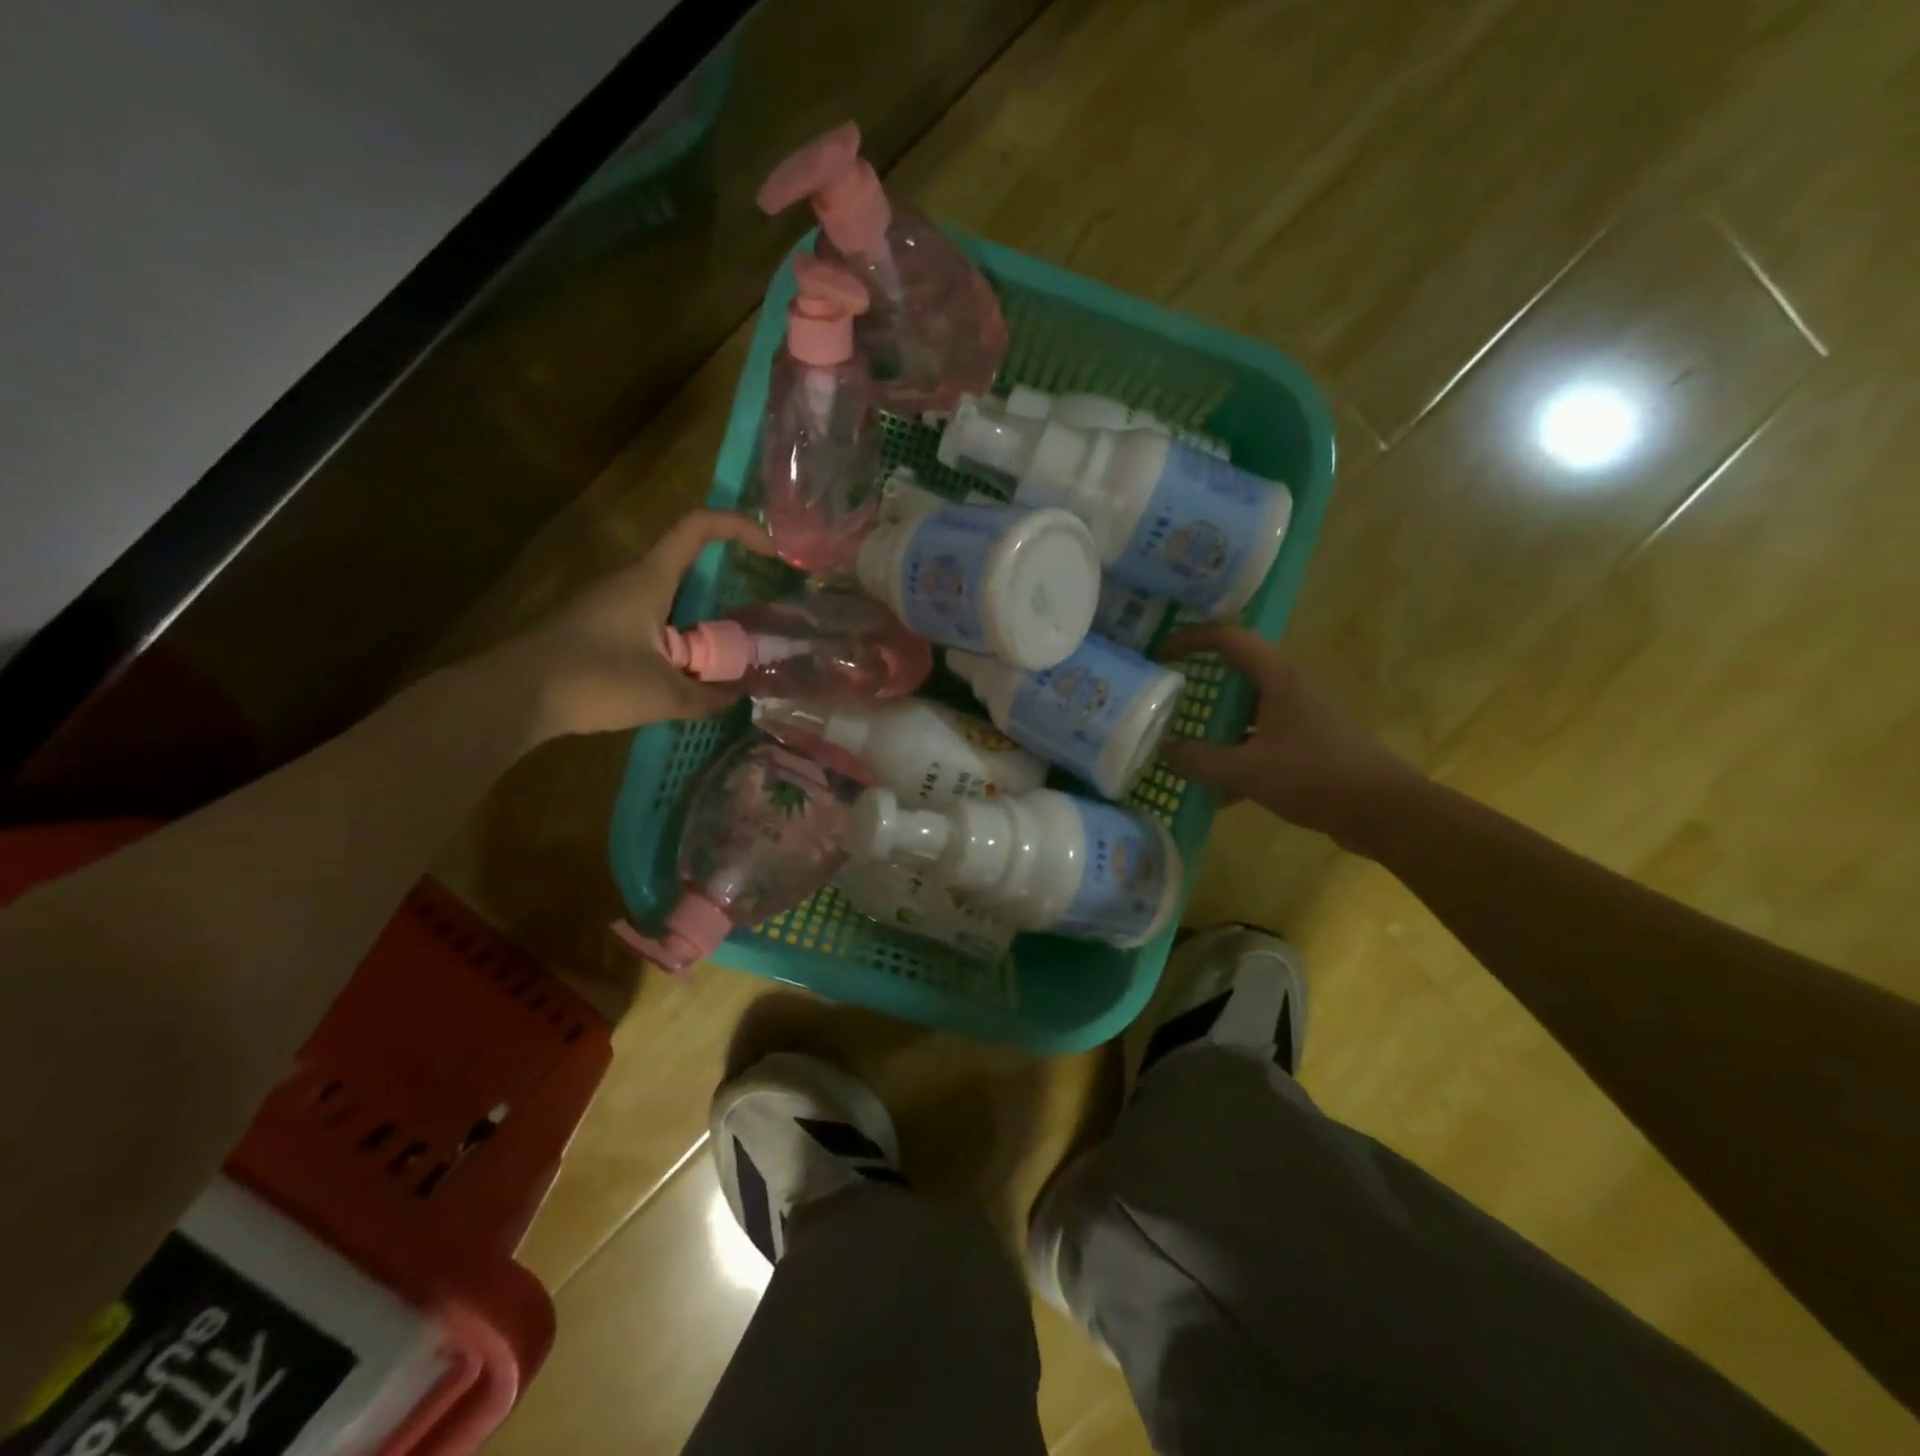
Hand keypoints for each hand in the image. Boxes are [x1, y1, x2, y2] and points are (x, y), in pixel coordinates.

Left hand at [486, 509, 776, 741]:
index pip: (698, 527)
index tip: (771, 552)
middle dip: (724, 590)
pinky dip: (673, 640)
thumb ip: (708, 696)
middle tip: (751, 627)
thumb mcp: (664, 694)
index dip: (739, 527)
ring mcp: (607, 602)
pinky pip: (647, 621)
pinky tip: (677, 677)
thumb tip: (737, 696)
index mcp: (649, 579)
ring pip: (667, 599)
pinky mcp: (593, 626)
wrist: (513, 696)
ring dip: (697, 623)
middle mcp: (628, 580)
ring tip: (720, 661)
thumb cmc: (593, 680)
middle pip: (687, 566)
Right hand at [1159, 625, 1422, 851]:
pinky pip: (1259, 739)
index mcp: (1277, 679)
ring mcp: (1299, 717)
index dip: (1191, 638)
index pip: (1228, 639)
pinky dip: (1235, 754)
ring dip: (1214, 722)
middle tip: (1163, 697)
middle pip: (1236, 672)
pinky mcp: (1306, 744)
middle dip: (1198, 682)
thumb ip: (1201, 759)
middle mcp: (1289, 689)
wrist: (1384, 812)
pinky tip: (1215, 788)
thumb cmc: (1315, 777)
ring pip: (1246, 709)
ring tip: (1180, 740)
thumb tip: (1165, 750)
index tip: (1160, 654)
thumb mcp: (1247, 771)